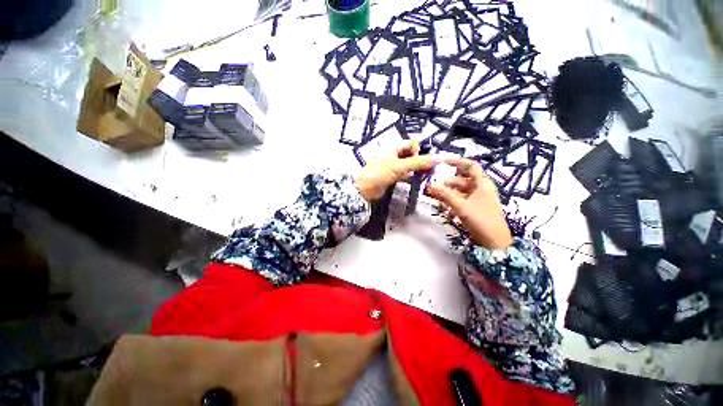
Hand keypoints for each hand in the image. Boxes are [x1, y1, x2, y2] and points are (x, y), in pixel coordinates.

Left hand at [355, 142, 435, 201]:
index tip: (426, 160)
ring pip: (409, 166)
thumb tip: (435, 159)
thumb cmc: (380, 173)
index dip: (419, 150)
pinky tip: (418, 182)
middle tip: (430, 169)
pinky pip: (405, 175)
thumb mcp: (399, 166)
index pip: (411, 144)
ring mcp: (393, 167)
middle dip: (420, 160)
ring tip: (427, 176)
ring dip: (417, 170)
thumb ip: (417, 162)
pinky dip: (411, 177)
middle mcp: (394, 156)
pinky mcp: (392, 177)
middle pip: (411, 155)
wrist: (365, 189)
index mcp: (394, 148)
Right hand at [425, 157, 512, 248]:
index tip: (443, 163)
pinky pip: (463, 199)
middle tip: (434, 184)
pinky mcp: (477, 207)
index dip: (457, 162)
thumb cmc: (480, 220)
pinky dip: (454, 199)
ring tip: (436, 195)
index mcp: (482, 183)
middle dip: (448, 181)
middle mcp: (482, 188)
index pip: (471, 166)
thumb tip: (429, 186)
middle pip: (463, 179)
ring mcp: (480, 198)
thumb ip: (445, 195)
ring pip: (462, 190)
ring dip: (449, 191)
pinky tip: (444, 204)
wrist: (495, 241)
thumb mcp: (461, 206)